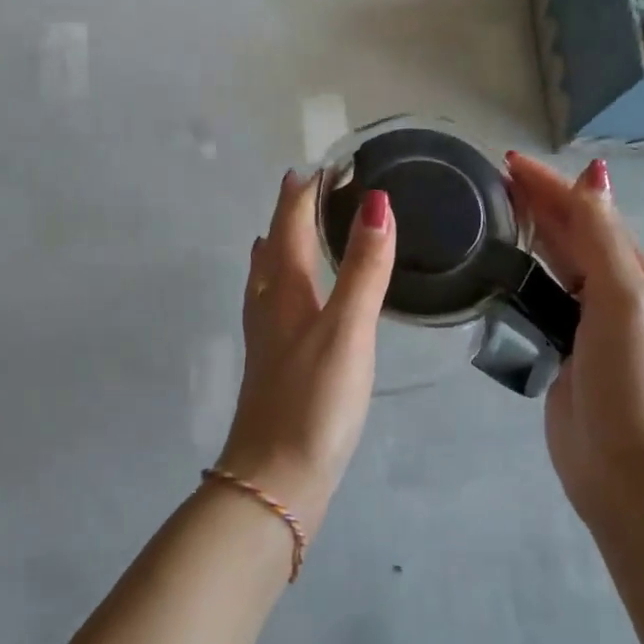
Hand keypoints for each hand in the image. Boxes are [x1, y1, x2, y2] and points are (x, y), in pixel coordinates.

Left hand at [217, 171, 395, 532]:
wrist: (276, 477)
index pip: (290, 227)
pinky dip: (279, 287)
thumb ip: (364, 269)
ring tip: (282, 232)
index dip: (303, 194)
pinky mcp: (273, 367)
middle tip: (305, 187)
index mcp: (285, 291)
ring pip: (267, 278)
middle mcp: (269, 307)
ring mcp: (267, 339)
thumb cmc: (314, 400)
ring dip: (277, 248)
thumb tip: (377, 203)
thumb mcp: (347, 329)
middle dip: (287, 215)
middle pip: (273, 247)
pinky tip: (286, 304)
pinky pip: (273, 308)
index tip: (321, 166)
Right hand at [505, 153, 643, 520]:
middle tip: (489, 182)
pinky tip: (495, 275)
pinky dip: (518, 279)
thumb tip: (593, 176)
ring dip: (528, 236)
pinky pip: (537, 302)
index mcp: (632, 273)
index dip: (548, 184)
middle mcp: (610, 292)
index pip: (585, 212)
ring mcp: (584, 325)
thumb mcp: (623, 298)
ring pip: (553, 266)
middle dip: (536, 203)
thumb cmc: (631, 378)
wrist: (627, 467)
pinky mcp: (559, 352)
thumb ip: (603, 238)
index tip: (505, 161)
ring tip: (487, 218)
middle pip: (570, 234)